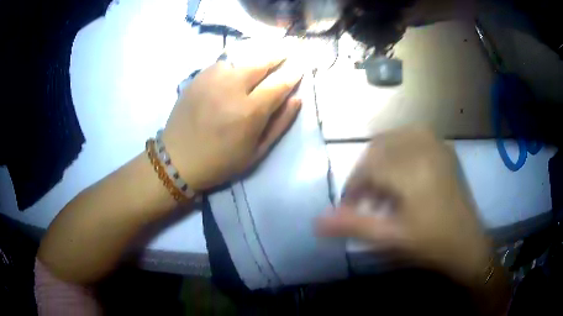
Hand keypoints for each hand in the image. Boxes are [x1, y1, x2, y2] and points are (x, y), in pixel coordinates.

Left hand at [162, 48, 302, 190]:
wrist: (178, 159)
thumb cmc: (221, 161)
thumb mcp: (256, 152)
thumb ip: (280, 124)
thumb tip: (297, 99)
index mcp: (249, 111)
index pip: (279, 84)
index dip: (292, 74)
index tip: (300, 67)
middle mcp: (231, 89)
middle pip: (260, 63)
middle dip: (278, 55)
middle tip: (288, 48)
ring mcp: (212, 81)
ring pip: (240, 59)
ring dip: (255, 58)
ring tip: (262, 58)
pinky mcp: (197, 79)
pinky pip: (221, 64)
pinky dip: (233, 65)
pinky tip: (234, 71)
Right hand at [317, 127, 490, 284]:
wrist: (468, 244)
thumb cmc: (430, 243)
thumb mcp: (390, 238)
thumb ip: (353, 225)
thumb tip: (317, 221)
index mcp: (411, 170)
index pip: (368, 166)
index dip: (354, 185)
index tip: (350, 206)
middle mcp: (424, 149)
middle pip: (380, 146)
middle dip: (366, 170)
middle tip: (366, 197)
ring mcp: (438, 146)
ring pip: (397, 136)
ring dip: (383, 156)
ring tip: (383, 182)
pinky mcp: (446, 151)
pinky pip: (416, 136)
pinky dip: (402, 147)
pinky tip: (404, 169)